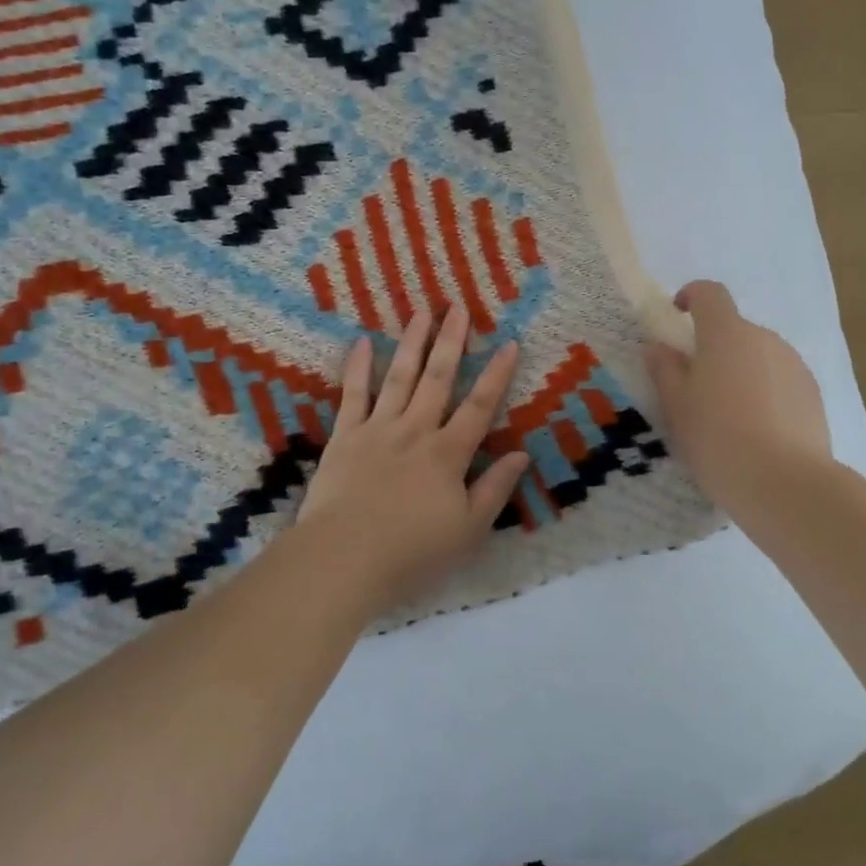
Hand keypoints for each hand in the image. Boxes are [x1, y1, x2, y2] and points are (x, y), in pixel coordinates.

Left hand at [291, 305, 530, 616]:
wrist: (344, 558)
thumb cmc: (412, 552)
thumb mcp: (468, 530)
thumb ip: (494, 489)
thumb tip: (521, 454)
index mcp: (448, 454)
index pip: (479, 406)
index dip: (497, 374)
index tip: (509, 342)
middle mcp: (416, 431)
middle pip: (438, 379)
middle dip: (451, 342)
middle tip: (458, 307)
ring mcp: (377, 429)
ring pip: (399, 377)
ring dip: (412, 343)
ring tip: (421, 312)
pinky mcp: (344, 437)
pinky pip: (353, 395)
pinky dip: (358, 367)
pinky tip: (364, 342)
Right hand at [642, 281, 834, 511]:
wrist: (785, 483)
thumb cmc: (718, 438)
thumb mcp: (676, 406)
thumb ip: (665, 369)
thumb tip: (659, 347)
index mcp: (726, 334)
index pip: (709, 294)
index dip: (691, 297)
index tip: (677, 316)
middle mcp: (764, 339)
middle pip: (733, 329)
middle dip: (713, 348)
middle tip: (695, 387)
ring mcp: (794, 365)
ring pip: (758, 356)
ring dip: (740, 371)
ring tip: (728, 416)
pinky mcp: (812, 393)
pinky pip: (779, 380)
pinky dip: (764, 393)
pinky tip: (757, 431)